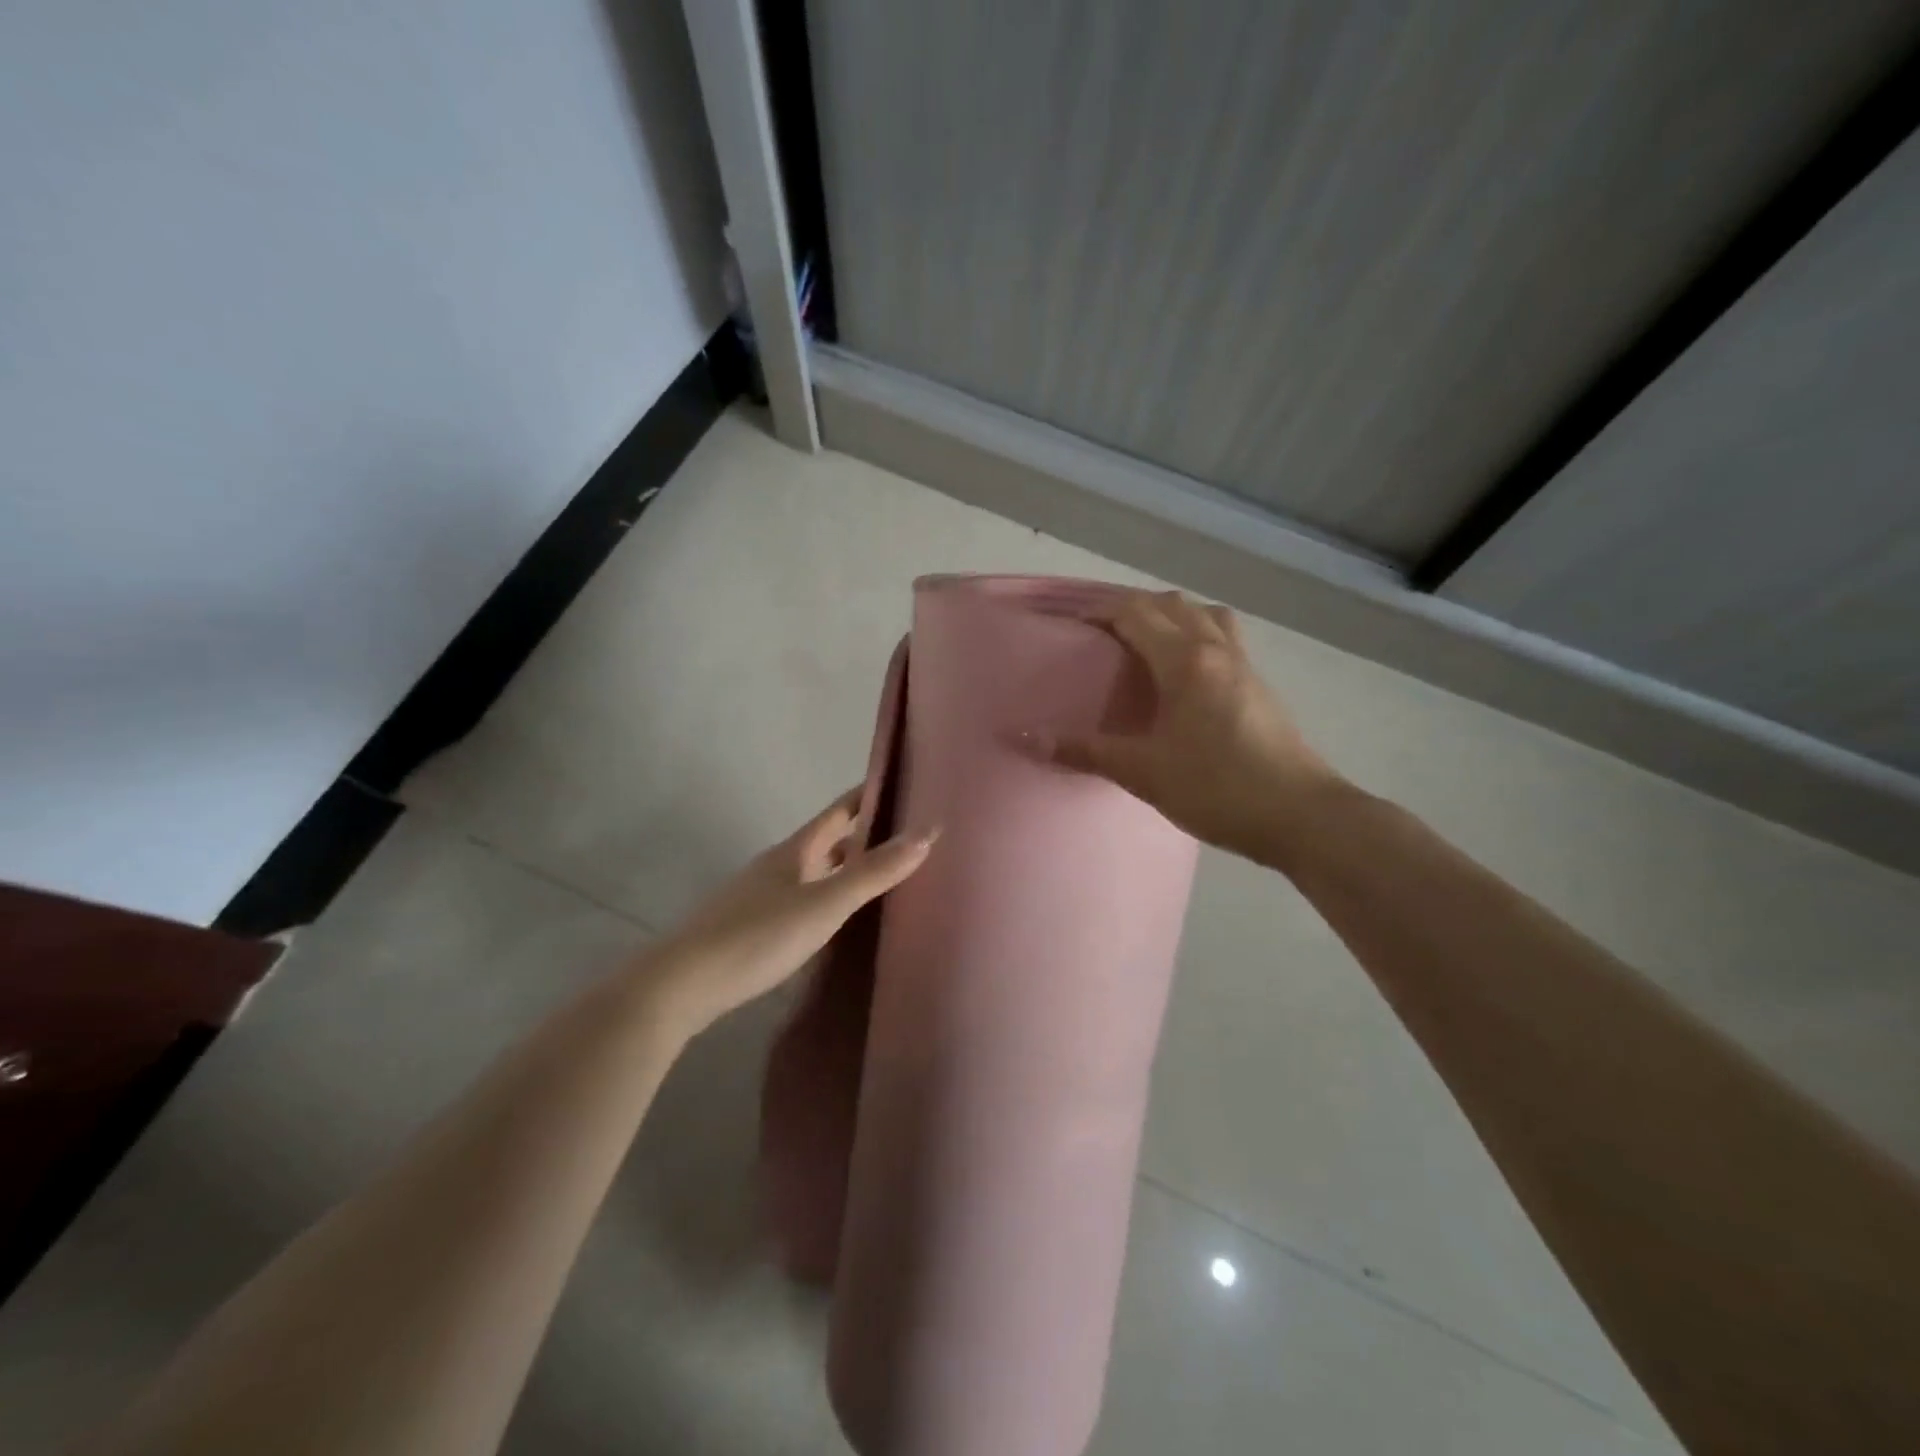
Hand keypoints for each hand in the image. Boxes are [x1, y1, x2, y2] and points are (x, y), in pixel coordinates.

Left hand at [639, 789, 936, 1037]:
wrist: (683, 984)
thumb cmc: (758, 935)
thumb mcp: (824, 904)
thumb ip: (874, 872)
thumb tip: (927, 832)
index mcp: (795, 851)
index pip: (839, 811)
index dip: (868, 795)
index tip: (902, 784)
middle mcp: (779, 865)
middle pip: (827, 840)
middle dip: (862, 833)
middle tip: (906, 833)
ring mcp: (762, 896)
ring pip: (814, 871)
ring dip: (845, 867)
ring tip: (881, 874)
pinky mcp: (754, 928)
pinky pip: (803, 899)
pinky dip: (827, 897)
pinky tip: (837, 918)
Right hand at [1042, 590, 1337, 860]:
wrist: (1301, 816)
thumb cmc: (1218, 788)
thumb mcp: (1143, 772)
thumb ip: (1085, 750)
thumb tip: (1024, 738)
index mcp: (1185, 660)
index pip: (1135, 613)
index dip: (1097, 609)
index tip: (1067, 619)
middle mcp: (1216, 649)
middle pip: (1169, 604)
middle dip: (1130, 607)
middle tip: (1097, 631)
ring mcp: (1244, 665)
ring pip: (1203, 615)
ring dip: (1169, 616)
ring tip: (1143, 641)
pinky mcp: (1258, 685)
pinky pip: (1222, 637)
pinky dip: (1195, 634)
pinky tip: (1182, 672)